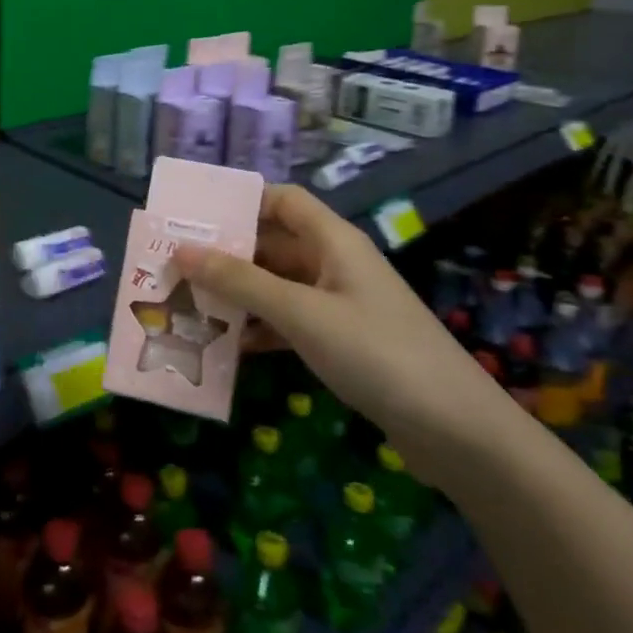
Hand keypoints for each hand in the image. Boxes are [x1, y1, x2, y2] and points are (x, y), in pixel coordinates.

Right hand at [178, 185, 515, 483]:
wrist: (457, 432)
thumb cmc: (377, 354)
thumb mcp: (302, 314)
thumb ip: (241, 282)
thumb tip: (181, 250)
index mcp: (333, 241)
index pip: (282, 200)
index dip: (240, 201)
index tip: (193, 217)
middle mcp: (335, 264)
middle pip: (274, 243)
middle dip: (227, 252)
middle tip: (174, 264)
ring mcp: (340, 304)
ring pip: (278, 285)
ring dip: (239, 293)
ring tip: (187, 302)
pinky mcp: (342, 342)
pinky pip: (290, 321)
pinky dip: (261, 328)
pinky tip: (227, 345)